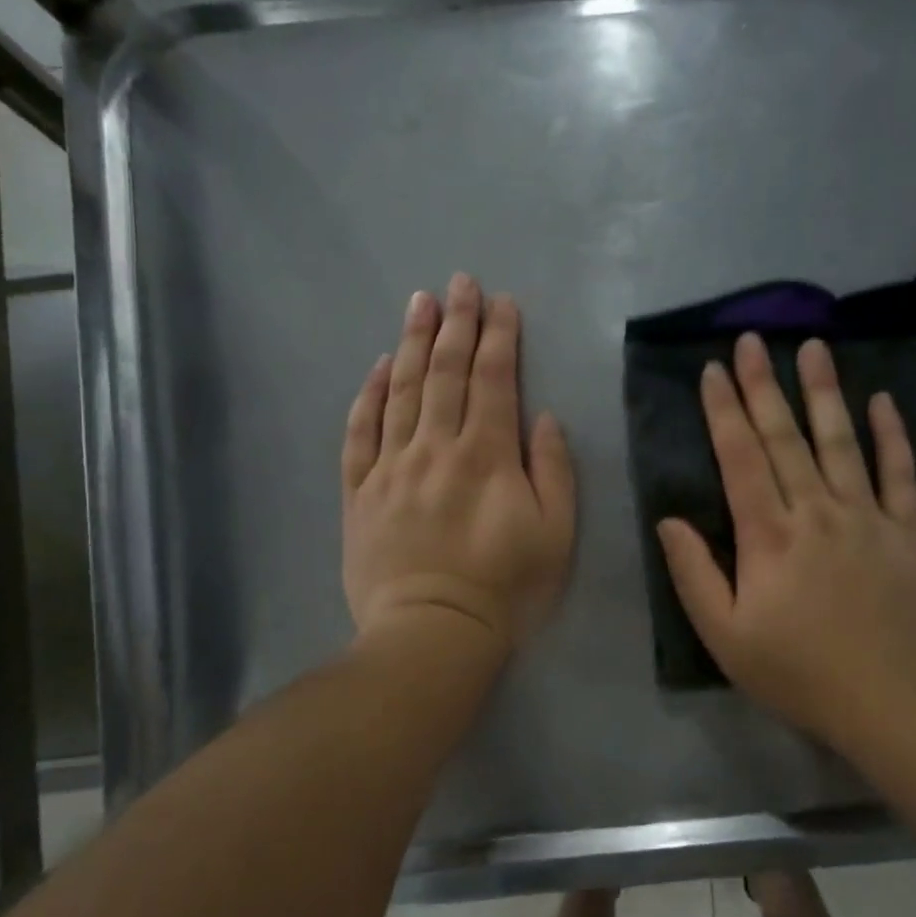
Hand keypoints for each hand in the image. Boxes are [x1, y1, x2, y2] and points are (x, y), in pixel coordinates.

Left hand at [342, 274, 574, 655]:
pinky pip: (360, 432)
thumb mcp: (555, 535)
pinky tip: (377, 367)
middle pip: (445, 372)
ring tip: (419, 302)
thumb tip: (540, 418)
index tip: (501, 301)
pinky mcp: (360, 491)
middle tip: (458, 282)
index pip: (493, 380)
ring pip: (401, 390)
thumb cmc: (505, 590)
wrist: (432, 634)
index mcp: (487, 456)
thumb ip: (553, 471)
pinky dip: (368, 395)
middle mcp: (436, 448)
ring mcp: (392, 467)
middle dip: (456, 323)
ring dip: (412, 342)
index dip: (499, 337)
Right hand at [656, 333, 915, 753]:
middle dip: (764, 385)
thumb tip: (669, 520)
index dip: (724, 412)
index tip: (713, 371)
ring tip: (812, 346)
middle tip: (752, 339)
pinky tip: (882, 400)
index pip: (740, 460)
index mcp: (769, 537)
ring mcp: (868, 517)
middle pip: (785, 438)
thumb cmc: (798, 673)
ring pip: (841, 442)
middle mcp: (817, 512)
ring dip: (823, 392)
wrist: (892, 703)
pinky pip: (900, 473)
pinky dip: (892, 435)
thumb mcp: (725, 637)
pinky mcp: (908, 532)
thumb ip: (694, 575)